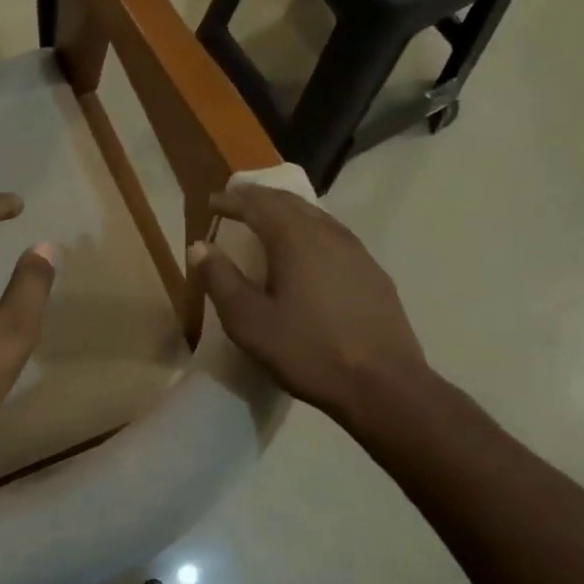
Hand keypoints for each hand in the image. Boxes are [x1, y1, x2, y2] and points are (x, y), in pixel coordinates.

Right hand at [190, 186, 428, 426]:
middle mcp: (328, 233)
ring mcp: (356, 251)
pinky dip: (308, 232)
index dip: (232, 200)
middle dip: (259, 198)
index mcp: (296, 239)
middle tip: (235, 203)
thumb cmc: (308, 351)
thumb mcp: (249, 321)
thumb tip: (200, 247)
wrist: (383, 384)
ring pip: (315, 216)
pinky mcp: (372, 272)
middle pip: (289, 202)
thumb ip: (221, 280)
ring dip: (285, 212)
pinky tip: (305, 253)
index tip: (211, 202)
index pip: (258, 204)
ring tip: (266, 223)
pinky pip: (333, 236)